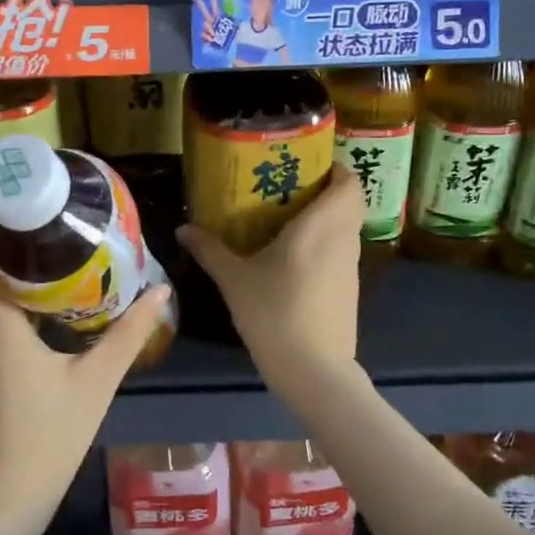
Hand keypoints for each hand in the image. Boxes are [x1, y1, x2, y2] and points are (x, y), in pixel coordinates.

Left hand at [0, 244, 172, 534]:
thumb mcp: (96, 382)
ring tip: (69, 274)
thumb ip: (129, 333)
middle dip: (27, 258)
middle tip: (72, 243)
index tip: (41, 217)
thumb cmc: (47, 438)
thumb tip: (162, 289)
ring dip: (24, 288)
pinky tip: (52, 320)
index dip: (3, 232)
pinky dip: (17, 316)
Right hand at [176, 162, 363, 393]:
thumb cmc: (274, 314)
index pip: (348, 181)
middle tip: (291, 188)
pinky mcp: (351, 289)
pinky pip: (343, 251)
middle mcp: (342, 240)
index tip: (307, 164)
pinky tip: (297, 258)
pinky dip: (327, 244)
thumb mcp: (234, 280)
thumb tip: (182, 229)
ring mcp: (351, 266)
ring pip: (348, 227)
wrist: (313, 370)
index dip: (334, 167)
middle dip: (327, 190)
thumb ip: (209, 250)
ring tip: (290, 219)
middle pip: (350, 201)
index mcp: (320, 226)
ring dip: (328, 217)